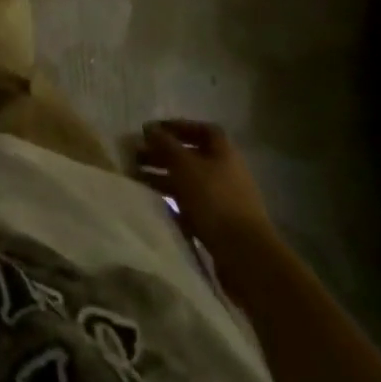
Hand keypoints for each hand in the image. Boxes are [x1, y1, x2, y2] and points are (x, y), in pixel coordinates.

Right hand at [138, 119, 277, 268]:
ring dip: (162, 176)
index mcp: (224, 153)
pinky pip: (190, 204)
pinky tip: (153, 202)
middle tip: (135, 154)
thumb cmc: (214, 199)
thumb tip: (149, 129)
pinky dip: (171, 200)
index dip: (178, 127)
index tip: (153, 131)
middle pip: (191, 156)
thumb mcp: (185, 165)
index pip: (202, 130)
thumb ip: (165, 144)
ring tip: (135, 176)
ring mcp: (223, 199)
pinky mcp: (218, 223)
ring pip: (188, 180)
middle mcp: (225, 172)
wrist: (245, 254)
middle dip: (162, 153)